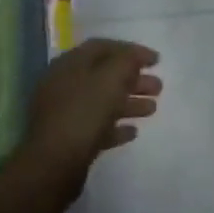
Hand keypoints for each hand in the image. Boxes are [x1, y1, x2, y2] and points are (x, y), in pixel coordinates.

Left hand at [25, 39, 161, 184]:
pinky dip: (116, 126)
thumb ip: (127, 61)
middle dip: (134, 79)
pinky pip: (96, 127)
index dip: (131, 50)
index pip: (103, 47)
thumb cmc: (84, 113)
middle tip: (158, 87)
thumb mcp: (111, 78)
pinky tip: (133, 131)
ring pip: (103, 102)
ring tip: (152, 109)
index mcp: (70, 65)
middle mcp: (64, 85)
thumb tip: (136, 56)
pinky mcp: (69, 139)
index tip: (156, 60)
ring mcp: (65, 114)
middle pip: (105, 76)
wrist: (54, 164)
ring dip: (129, 103)